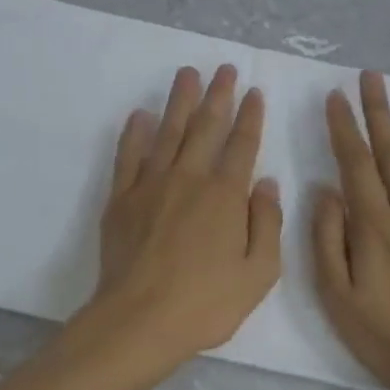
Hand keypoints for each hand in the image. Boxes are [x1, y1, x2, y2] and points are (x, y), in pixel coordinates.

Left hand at [77, 64, 282, 379]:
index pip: (242, 145)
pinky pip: (129, 156)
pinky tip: (140, 115)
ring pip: (168, 131)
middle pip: (206, 127)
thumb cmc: (206, 303)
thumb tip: (267, 182)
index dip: (250, 116)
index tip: (254, 92)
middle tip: (224, 68)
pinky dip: (134, 133)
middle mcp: (189, 178)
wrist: (139, 321)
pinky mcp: (121, 198)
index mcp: (225, 195)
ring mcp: (151, 184)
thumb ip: (267, 223)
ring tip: (187, 74)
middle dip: (218, 95)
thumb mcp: (259, 273)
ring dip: (180, 101)